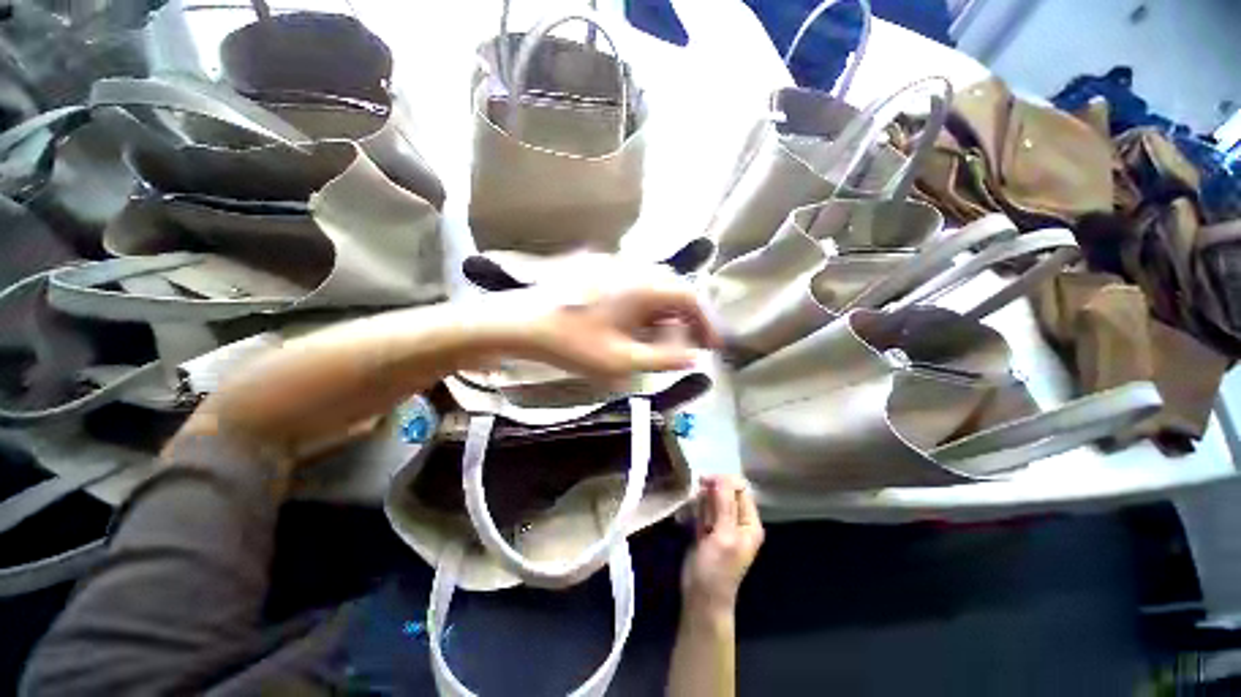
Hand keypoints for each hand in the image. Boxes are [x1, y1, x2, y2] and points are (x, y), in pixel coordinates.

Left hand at [522, 279, 720, 379]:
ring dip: (665, 315)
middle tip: (690, 347)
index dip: (706, 322)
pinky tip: (637, 327)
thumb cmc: (571, 342)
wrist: (521, 322)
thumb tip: (694, 356)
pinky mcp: (600, 269)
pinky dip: (646, 307)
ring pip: (654, 288)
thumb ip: (662, 359)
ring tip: (663, 342)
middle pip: (674, 290)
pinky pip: (635, 286)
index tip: (713, 347)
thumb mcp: (620, 361)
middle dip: (687, 320)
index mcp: (642, 286)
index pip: (690, 297)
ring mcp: (615, 265)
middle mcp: (633, 268)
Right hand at [682, 475, 764, 617]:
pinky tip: (689, 519)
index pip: (740, 489)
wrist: (701, 597)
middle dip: (711, 491)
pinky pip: (703, 509)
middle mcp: (738, 521)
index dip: (724, 481)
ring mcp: (721, 524)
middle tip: (699, 500)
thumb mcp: (724, 535)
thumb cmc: (717, 569)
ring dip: (702, 501)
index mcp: (749, 522)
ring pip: (712, 499)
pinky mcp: (707, 528)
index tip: (705, 481)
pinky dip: (696, 509)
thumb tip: (723, 476)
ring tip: (697, 519)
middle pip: (726, 492)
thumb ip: (725, 505)